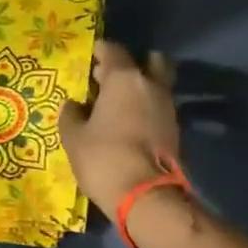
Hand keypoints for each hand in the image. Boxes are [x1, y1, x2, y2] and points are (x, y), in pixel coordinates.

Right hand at [59, 40, 179, 214]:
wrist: (145, 196)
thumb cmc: (104, 158)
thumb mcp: (74, 138)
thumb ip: (71, 116)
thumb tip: (73, 105)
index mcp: (125, 79)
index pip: (113, 51)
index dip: (101, 51)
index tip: (91, 56)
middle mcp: (151, 85)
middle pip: (149, 61)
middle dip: (131, 66)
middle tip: (109, 78)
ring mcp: (168, 107)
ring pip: (156, 85)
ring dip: (140, 89)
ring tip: (117, 104)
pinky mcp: (175, 130)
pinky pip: (159, 108)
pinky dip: (146, 110)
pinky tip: (129, 123)